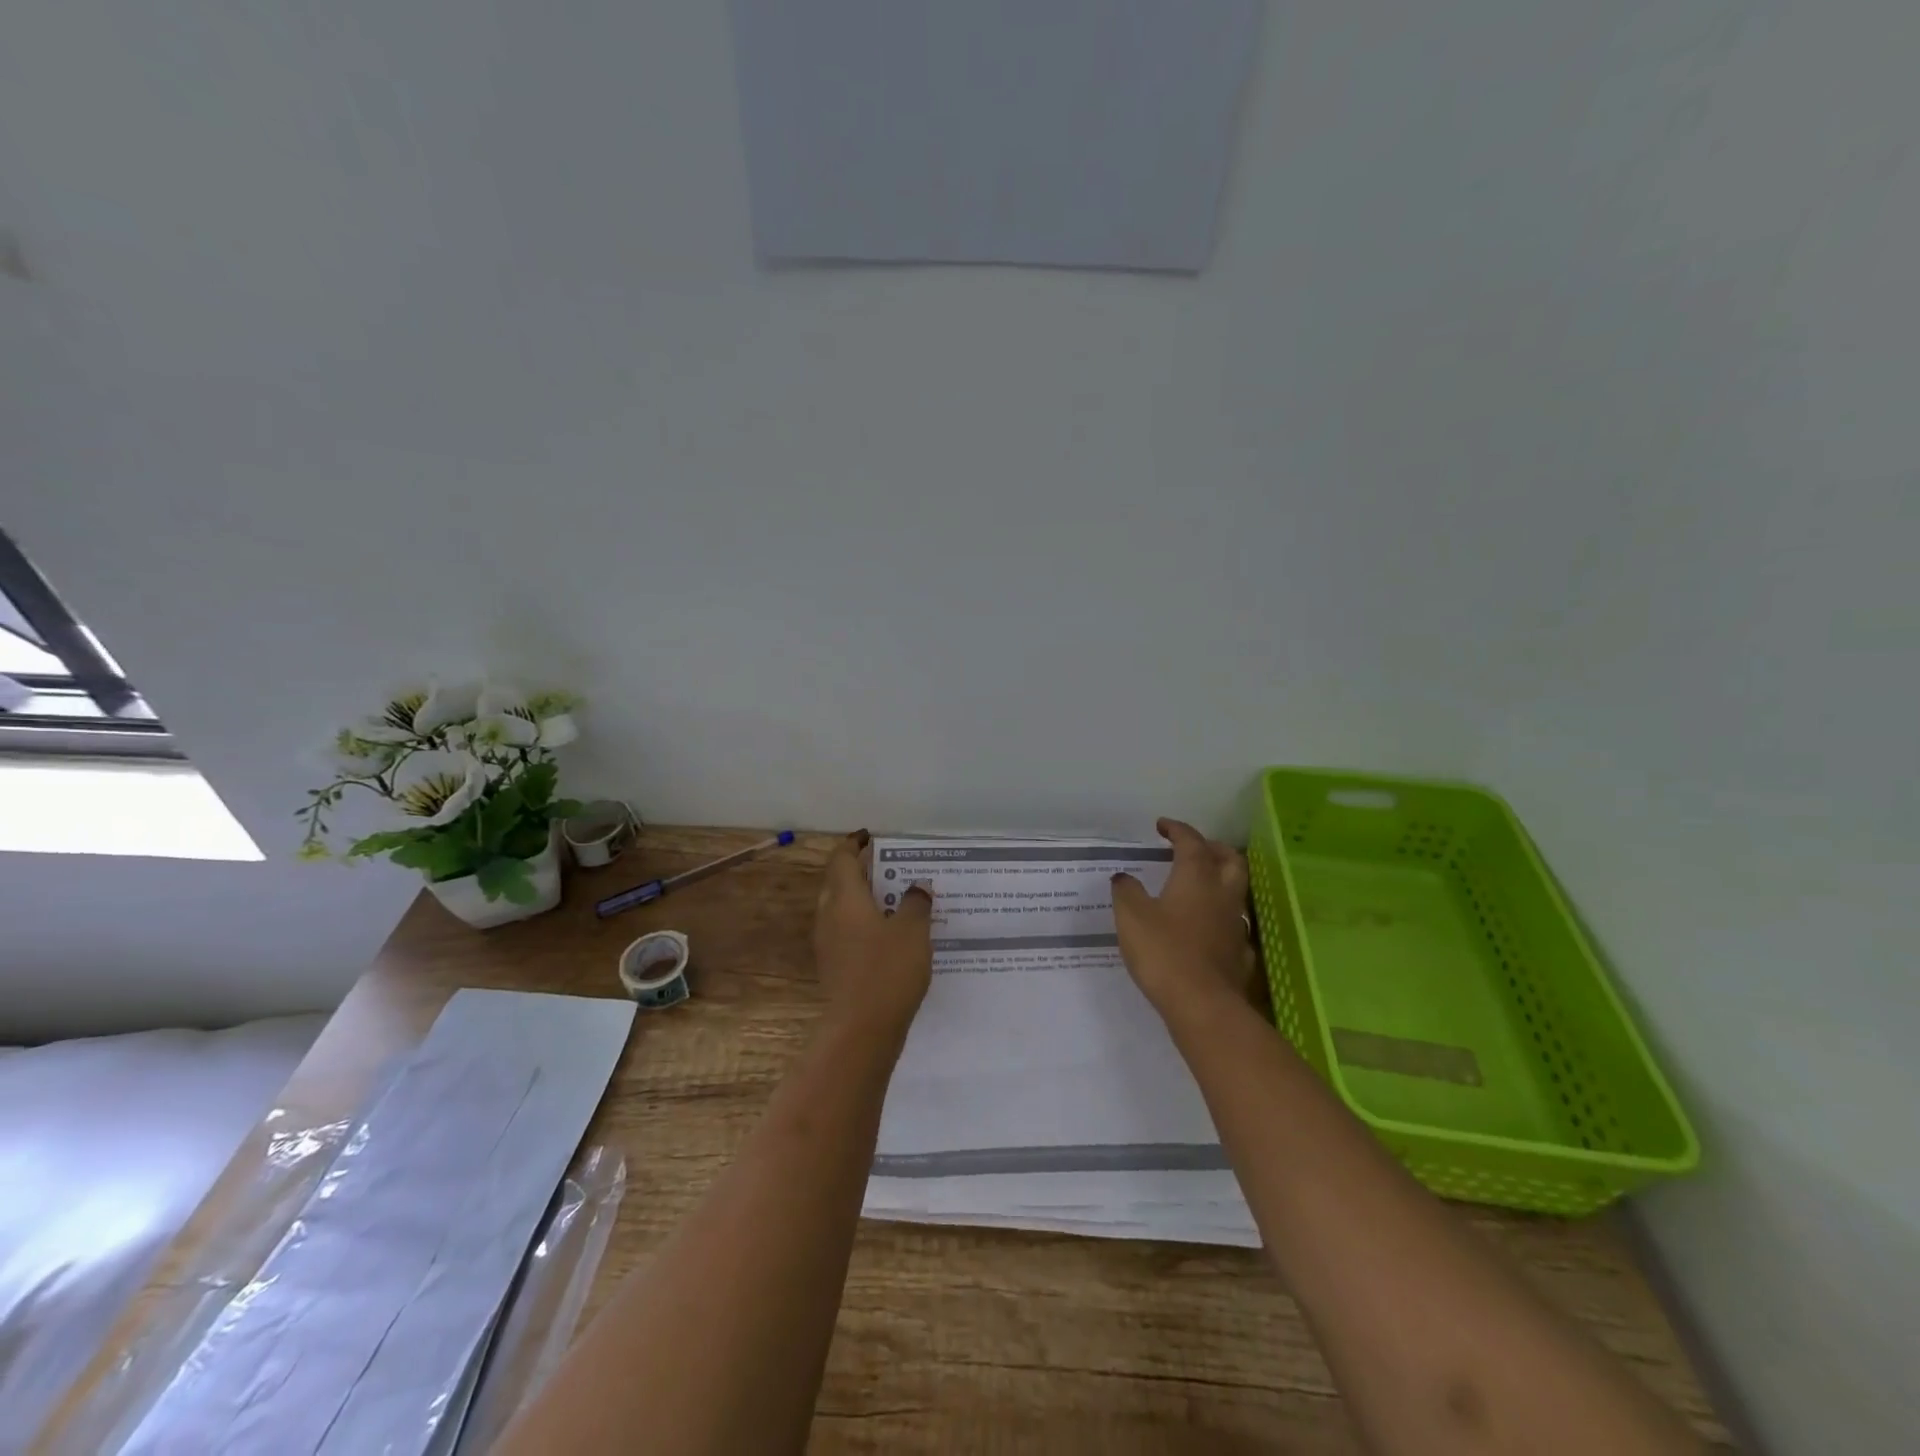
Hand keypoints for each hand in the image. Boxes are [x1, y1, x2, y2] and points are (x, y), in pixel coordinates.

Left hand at [813, 830, 932, 1039]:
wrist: (861, 1030)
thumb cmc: (887, 970)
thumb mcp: (912, 931)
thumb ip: (915, 903)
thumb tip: (917, 886)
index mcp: (844, 898)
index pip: (842, 859)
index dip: (854, 844)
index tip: (869, 836)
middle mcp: (829, 916)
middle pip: (838, 882)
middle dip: (859, 871)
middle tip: (887, 866)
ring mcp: (828, 944)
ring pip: (841, 909)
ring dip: (862, 899)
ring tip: (893, 899)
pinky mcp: (834, 967)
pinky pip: (846, 932)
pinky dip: (863, 923)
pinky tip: (888, 934)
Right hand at [1112, 818, 1258, 1020]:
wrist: (1203, 1005)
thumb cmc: (1164, 952)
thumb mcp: (1131, 916)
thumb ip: (1126, 891)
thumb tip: (1124, 877)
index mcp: (1196, 877)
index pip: (1192, 841)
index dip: (1177, 829)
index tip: (1162, 826)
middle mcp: (1222, 894)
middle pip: (1229, 859)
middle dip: (1212, 847)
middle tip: (1193, 848)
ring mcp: (1235, 924)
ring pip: (1236, 890)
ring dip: (1220, 880)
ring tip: (1200, 884)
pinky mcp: (1240, 953)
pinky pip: (1234, 924)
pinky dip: (1221, 916)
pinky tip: (1209, 927)